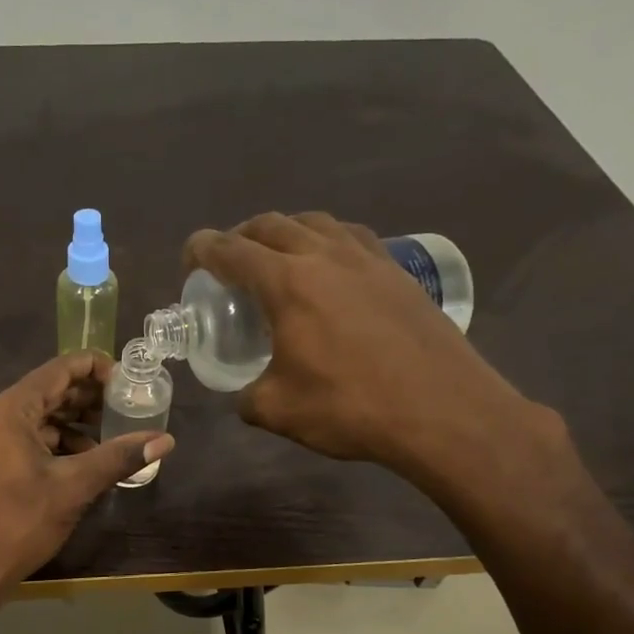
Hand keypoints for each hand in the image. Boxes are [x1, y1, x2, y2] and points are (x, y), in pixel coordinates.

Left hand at [0, 352, 174, 600]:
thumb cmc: (16, 525)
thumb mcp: (72, 489)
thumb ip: (118, 458)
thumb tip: (166, 439)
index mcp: (8, 410)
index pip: (59, 369)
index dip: (98, 369)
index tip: (130, 382)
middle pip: (47, 391)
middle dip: (89, 399)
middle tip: (127, 410)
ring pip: (35, 417)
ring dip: (72, 424)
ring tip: (110, 438)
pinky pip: (22, 438)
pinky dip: (52, 443)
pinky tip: (80, 461)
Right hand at [184, 212, 556, 501]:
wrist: (444, 411)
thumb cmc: (352, 408)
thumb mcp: (279, 411)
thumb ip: (248, 397)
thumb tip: (246, 394)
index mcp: (288, 283)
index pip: (232, 251)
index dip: (202, 249)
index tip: (189, 258)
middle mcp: (325, 256)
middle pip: (272, 225)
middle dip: (241, 236)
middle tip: (229, 263)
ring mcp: (368, 259)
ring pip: (316, 222)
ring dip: (286, 232)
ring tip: (278, 258)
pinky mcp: (399, 272)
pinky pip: (352, 238)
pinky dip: (327, 242)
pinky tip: (330, 269)